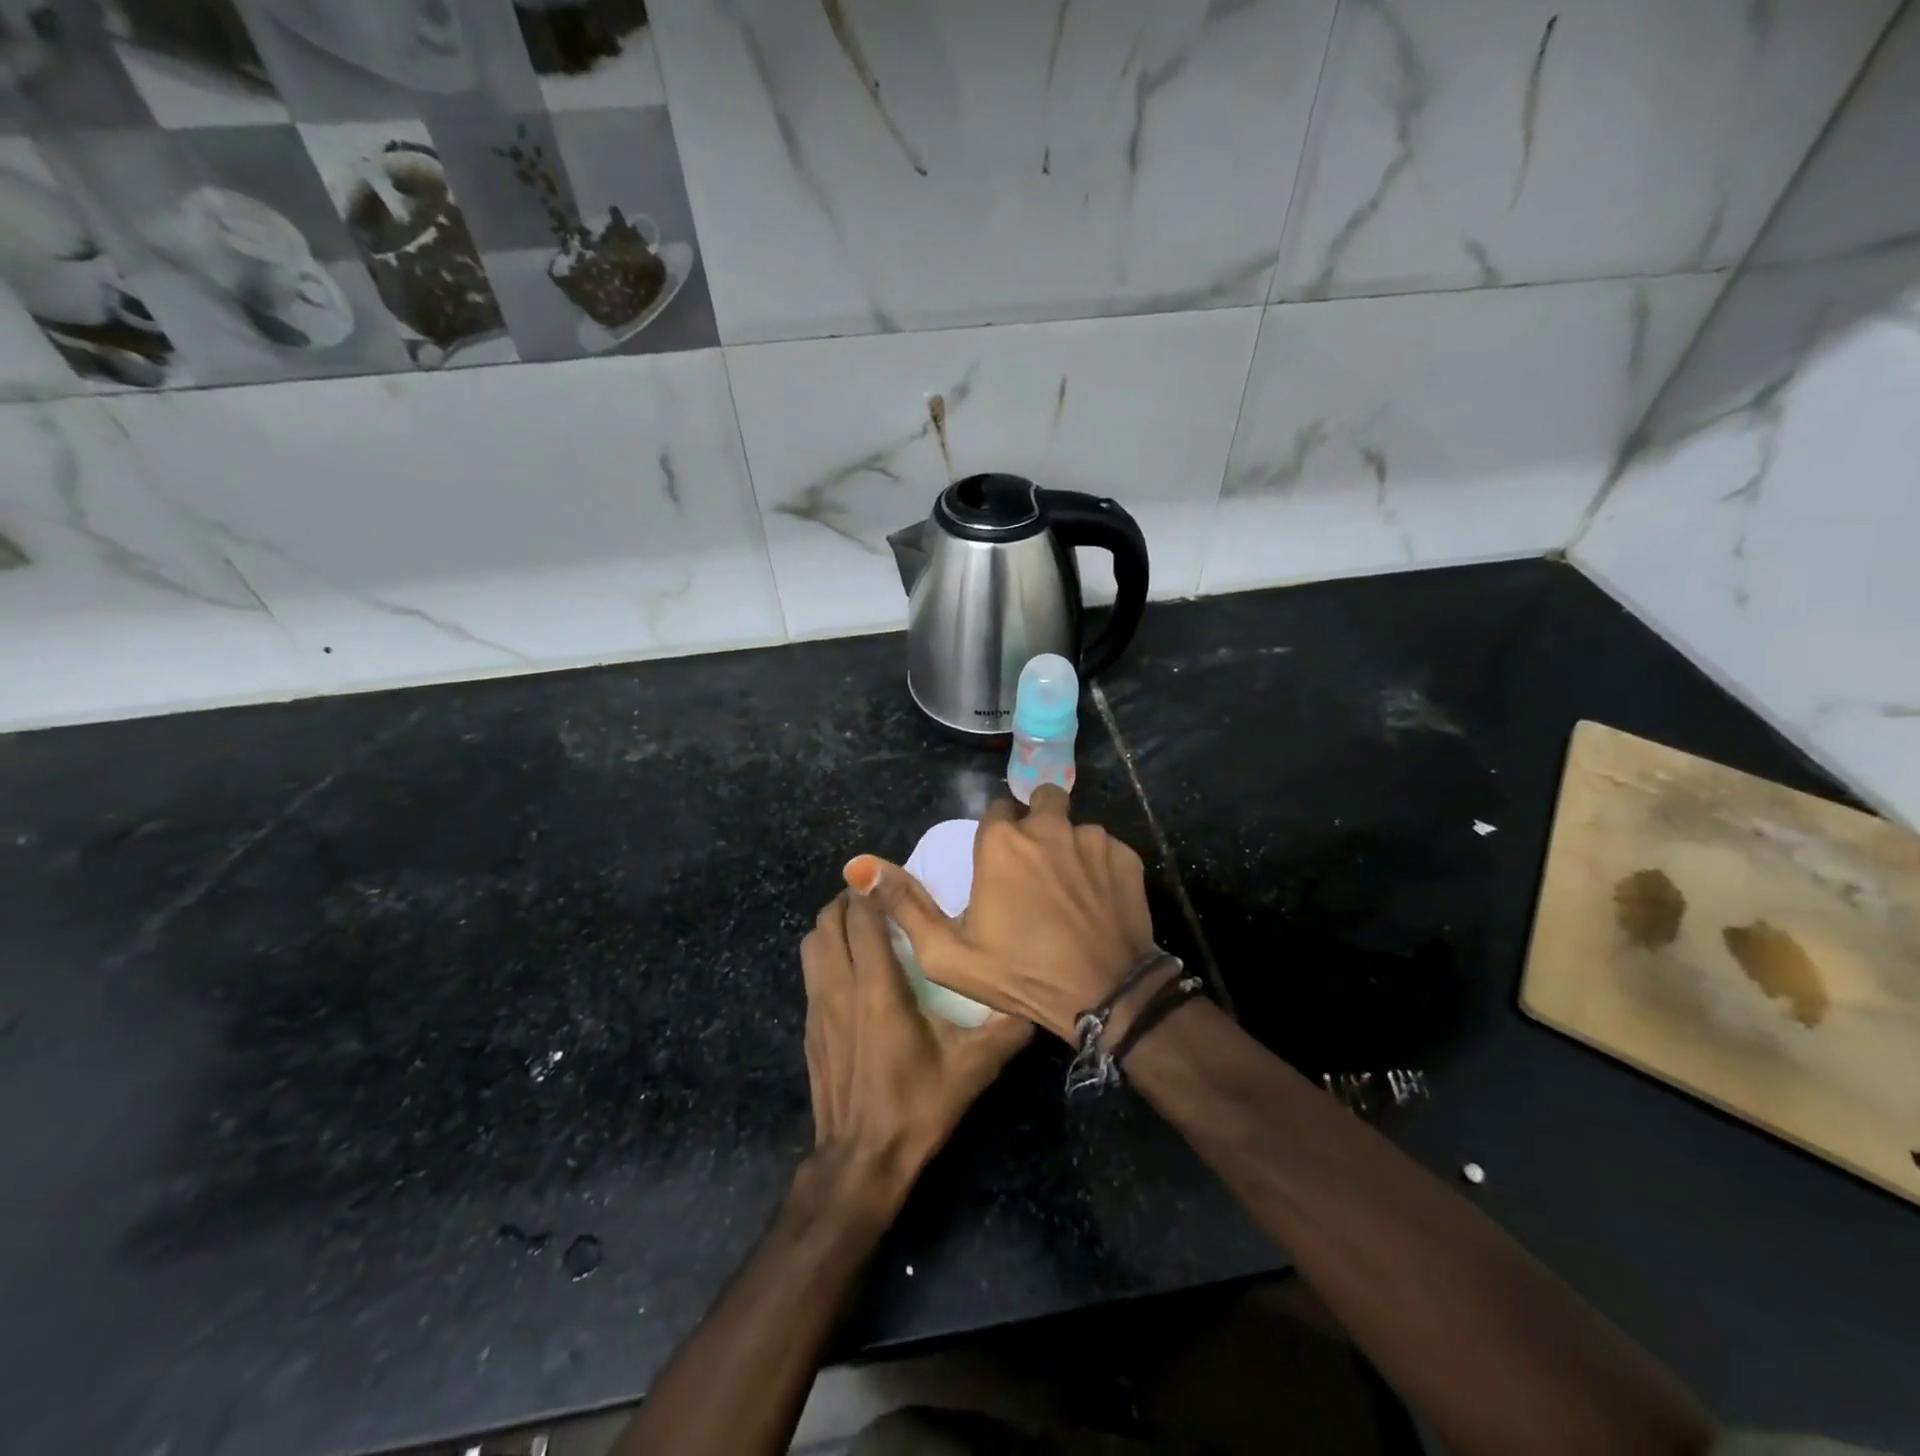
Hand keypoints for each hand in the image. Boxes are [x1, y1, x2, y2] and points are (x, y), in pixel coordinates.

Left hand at [800, 891, 1030, 1204]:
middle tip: (880, 900)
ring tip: (862, 928)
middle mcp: (840, 986)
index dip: (871, 890)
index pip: (862, 917)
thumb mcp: (971, 1069)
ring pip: (812, 943)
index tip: (891, 879)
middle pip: (828, 921)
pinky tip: (851, 971)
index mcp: (877, 987)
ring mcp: (817, 1007)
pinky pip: (810, 971)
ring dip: (832, 925)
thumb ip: (1004, 1031)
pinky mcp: (808, 1027)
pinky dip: (825, 954)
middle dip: (850, 901)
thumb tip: (1036, 1004)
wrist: (860, 1161)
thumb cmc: (916, 1107)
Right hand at [844, 786, 1157, 1041]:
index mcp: (1002, 841)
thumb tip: (857, 866)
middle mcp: (1047, 826)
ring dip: (1068, 847)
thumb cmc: (1020, 974)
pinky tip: (1096, 901)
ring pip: (1074, 827)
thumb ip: (903, 904)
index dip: (996, 836)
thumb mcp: (947, 953)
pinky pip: (1105, 848)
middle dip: (1036, 824)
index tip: (999, 864)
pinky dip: (1099, 866)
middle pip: (1040, 802)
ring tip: (1069, 891)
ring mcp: (1092, 838)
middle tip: (1036, 867)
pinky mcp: (1126, 855)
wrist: (1104, 996)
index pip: (995, 811)